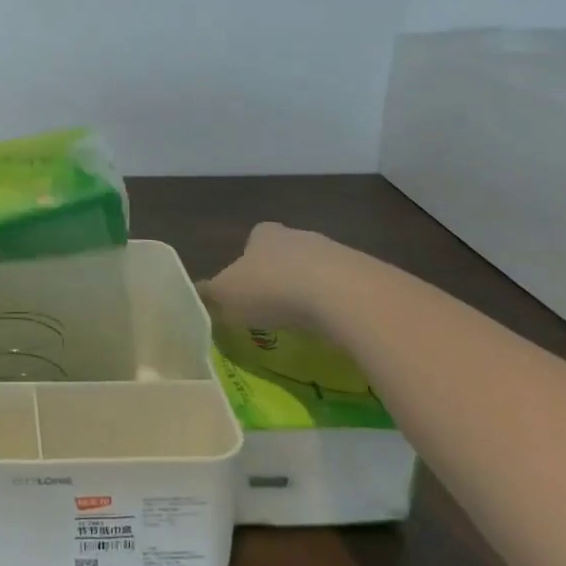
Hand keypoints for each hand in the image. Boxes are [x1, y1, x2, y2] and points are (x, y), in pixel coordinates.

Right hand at [198, 223, 354, 332]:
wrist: (344, 296)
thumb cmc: (273, 289)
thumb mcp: (227, 296)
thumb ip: (211, 295)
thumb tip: (198, 294)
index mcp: (264, 235)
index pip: (254, 238)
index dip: (248, 260)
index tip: (247, 285)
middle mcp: (299, 236)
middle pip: (287, 253)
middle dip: (280, 276)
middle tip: (272, 307)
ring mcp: (337, 253)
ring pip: (317, 271)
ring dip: (310, 292)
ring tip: (302, 324)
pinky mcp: (367, 276)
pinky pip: (344, 292)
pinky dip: (336, 307)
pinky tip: (331, 329)